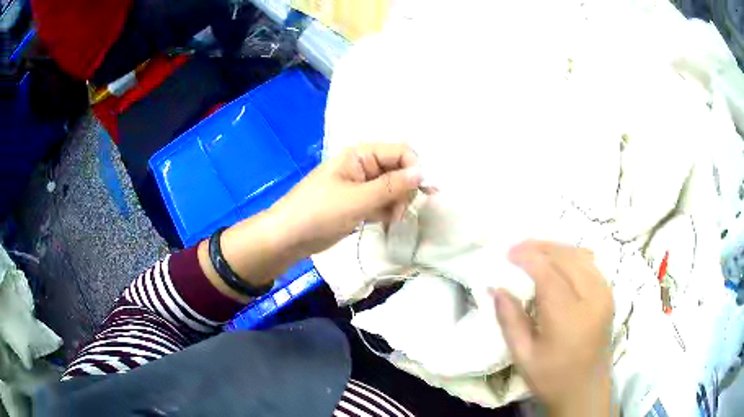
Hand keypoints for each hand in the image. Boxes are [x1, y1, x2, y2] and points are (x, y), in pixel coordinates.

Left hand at [270, 143, 423, 256]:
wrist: (288, 238)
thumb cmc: (318, 213)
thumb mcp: (357, 199)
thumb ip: (391, 186)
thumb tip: (423, 172)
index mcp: (360, 156)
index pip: (400, 152)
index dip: (415, 169)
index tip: (424, 193)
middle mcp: (363, 166)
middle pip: (399, 170)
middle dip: (405, 190)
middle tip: (399, 212)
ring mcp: (360, 186)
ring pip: (392, 188)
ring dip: (396, 203)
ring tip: (390, 220)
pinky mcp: (358, 203)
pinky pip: (381, 202)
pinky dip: (386, 211)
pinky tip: (384, 223)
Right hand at [492, 240, 615, 416]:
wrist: (586, 390)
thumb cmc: (552, 378)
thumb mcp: (523, 356)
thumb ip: (510, 320)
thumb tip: (496, 288)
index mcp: (568, 317)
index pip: (548, 272)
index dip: (528, 257)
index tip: (508, 254)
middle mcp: (591, 298)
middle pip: (566, 257)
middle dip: (540, 247)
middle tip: (517, 249)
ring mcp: (604, 294)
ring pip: (580, 256)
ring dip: (556, 248)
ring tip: (534, 251)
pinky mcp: (609, 295)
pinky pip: (590, 264)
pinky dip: (572, 255)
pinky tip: (559, 259)